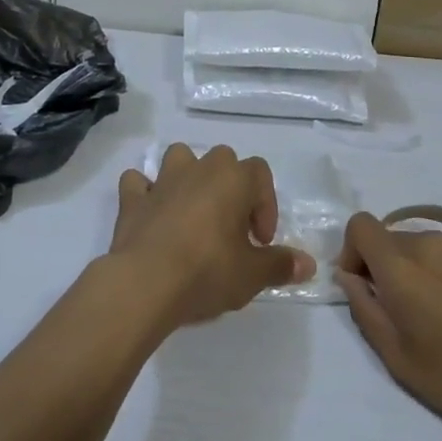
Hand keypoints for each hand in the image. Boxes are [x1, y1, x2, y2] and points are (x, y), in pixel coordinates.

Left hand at [109, 143, 314, 330]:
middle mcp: (199, 168)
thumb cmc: (207, 271)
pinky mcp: (132, 199)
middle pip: (223, 160)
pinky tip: (151, 214)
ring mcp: (162, 180)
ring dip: (188, 176)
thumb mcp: (252, 275)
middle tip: (231, 230)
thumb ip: (281, 265)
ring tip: (193, 212)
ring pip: (180, 157)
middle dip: (230, 187)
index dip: (266, 206)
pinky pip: (138, 183)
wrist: (145, 283)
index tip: (260, 242)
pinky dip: (144, 192)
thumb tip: (308, 264)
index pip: (260, 173)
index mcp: (233, 179)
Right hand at [337, 210, 441, 440]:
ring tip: (441, 308)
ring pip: (423, 241)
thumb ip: (364, 309)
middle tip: (404, 309)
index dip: (353, 251)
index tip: (364, 285)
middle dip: (386, 265)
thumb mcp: (398, 358)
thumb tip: (349, 277)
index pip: (360, 226)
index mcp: (402, 265)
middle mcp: (431, 241)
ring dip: (418, 265)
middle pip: (391, 237)